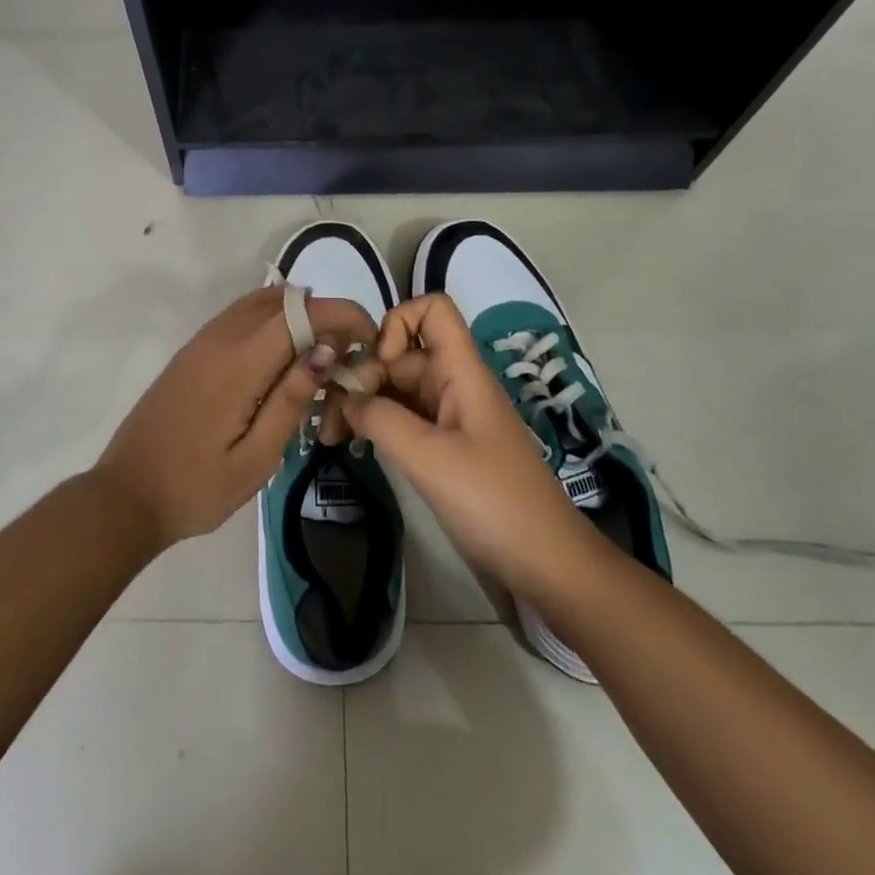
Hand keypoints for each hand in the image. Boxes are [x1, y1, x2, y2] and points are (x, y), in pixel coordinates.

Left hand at [94, 287, 378, 549]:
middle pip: (283, 299)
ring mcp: (202, 340)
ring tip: (320, 359)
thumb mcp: (255, 459)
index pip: (301, 313)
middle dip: (323, 315)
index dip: (341, 314)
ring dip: (297, 316)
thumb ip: (291, 399)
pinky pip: (241, 317)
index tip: (369, 338)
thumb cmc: (196, 488)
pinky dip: (272, 323)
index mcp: (238, 362)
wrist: (126, 495)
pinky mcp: (193, 351)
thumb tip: (326, 350)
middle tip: (346, 355)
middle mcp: (220, 337)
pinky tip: (283, 362)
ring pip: (261, 302)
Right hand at [336, 294, 599, 600]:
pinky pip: (403, 418)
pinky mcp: (444, 446)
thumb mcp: (429, 458)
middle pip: (402, 354)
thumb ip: (380, 418)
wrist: (546, 564)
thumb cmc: (493, 501)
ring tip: (329, 434)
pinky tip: (352, 444)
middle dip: (363, 375)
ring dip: (363, 402)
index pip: (432, 310)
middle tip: (328, 417)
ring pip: (397, 387)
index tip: (378, 366)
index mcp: (462, 371)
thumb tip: (344, 395)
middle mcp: (454, 383)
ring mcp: (449, 416)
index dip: (398, 323)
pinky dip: (376, 425)